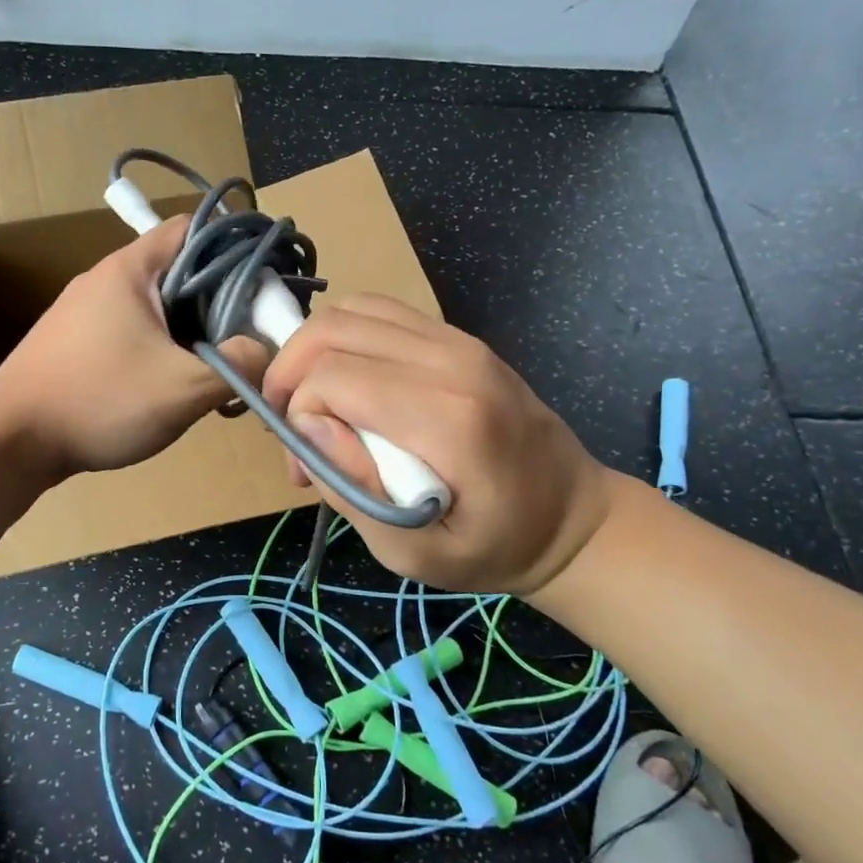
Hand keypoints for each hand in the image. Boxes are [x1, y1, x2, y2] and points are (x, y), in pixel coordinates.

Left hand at [0, 216, 266, 476]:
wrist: (11, 441)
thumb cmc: (100, 400)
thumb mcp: (184, 387)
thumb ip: (237, 365)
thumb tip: (263, 351)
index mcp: (130, 269)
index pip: (194, 229)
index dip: (235, 249)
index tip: (262, 285)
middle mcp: (106, 280)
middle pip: (179, 270)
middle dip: (219, 300)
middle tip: (245, 335)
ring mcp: (86, 312)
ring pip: (158, 306)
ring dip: (191, 330)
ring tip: (215, 365)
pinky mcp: (77, 343)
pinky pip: (135, 332)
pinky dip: (162, 348)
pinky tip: (173, 384)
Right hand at [261, 295, 611, 594]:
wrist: (572, 517)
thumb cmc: (495, 547)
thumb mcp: (413, 552)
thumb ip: (353, 490)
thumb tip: (305, 426)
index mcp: (448, 418)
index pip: (333, 377)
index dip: (298, 414)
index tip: (305, 464)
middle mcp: (453, 360)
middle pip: (333, 329)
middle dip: (290, 373)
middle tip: (289, 427)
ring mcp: (459, 340)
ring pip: (352, 310)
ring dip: (312, 351)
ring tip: (312, 402)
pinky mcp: (459, 337)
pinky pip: (380, 313)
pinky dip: (344, 339)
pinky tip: (346, 382)